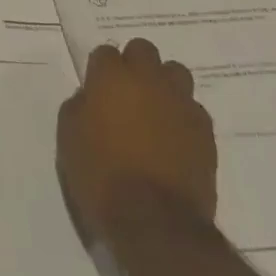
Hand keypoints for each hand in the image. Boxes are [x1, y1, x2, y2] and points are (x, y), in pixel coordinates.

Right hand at [56, 37, 215, 246]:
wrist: (156, 225)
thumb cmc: (101, 176)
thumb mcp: (69, 138)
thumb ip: (78, 107)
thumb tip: (90, 99)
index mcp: (112, 76)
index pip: (105, 52)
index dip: (100, 71)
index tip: (97, 91)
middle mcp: (148, 79)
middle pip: (144, 50)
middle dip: (135, 65)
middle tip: (127, 93)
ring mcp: (180, 104)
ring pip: (176, 73)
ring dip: (164, 84)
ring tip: (155, 110)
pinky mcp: (205, 133)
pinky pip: (194, 109)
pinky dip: (183, 116)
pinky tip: (174, 138)